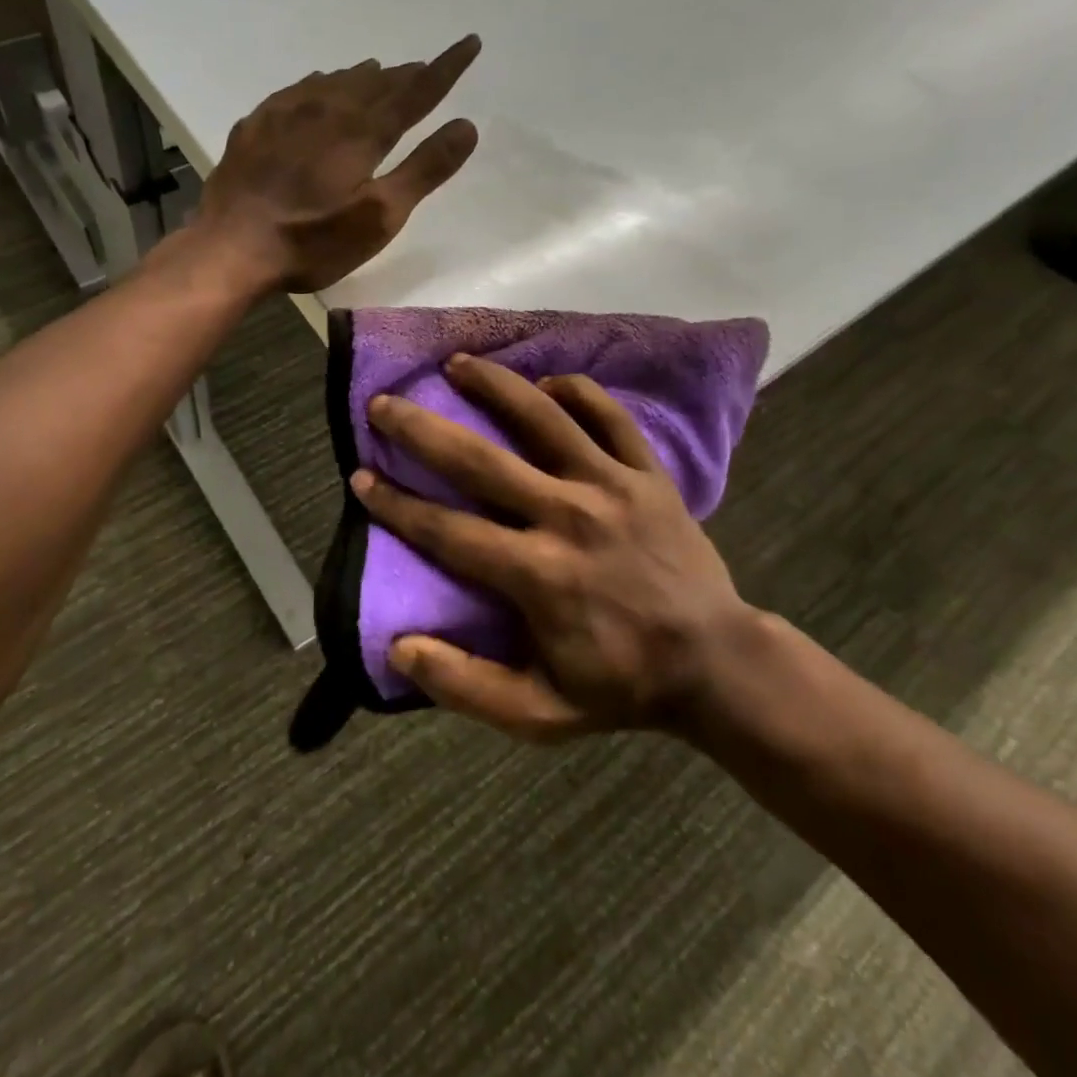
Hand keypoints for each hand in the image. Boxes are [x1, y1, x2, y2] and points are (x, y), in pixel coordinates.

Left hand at [194, 37, 480, 293]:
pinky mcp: (257, 125)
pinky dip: (321, 84)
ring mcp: (286, 113)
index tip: (470, 42)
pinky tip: (319, 87)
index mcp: (363, 131)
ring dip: (364, 77)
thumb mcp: (380, 216)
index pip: (416, 91)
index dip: (447, 67)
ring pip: (336, 81)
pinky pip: (299, 90)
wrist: (231, 248)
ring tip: (380, 72)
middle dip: (406, 75)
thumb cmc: (313, 241)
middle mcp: (327, 108)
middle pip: (377, 82)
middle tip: (425, 68)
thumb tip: (466, 125)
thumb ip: (424, 169)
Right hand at [351, 355, 762, 741]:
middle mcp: (568, 517)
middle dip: (422, 429)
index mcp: (537, 575)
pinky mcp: (649, 474)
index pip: (447, 530)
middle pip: (480, 461)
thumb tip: (399, 647)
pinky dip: (577, 393)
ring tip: (457, 363)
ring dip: (495, 386)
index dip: (396, 504)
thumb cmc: (621, 684)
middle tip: (383, 403)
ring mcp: (613, 487)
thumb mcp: (540, 713)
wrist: (717, 663)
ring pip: (544, 418)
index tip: (360, 478)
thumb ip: (466, 685)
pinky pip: (610, 418)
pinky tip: (548, 382)